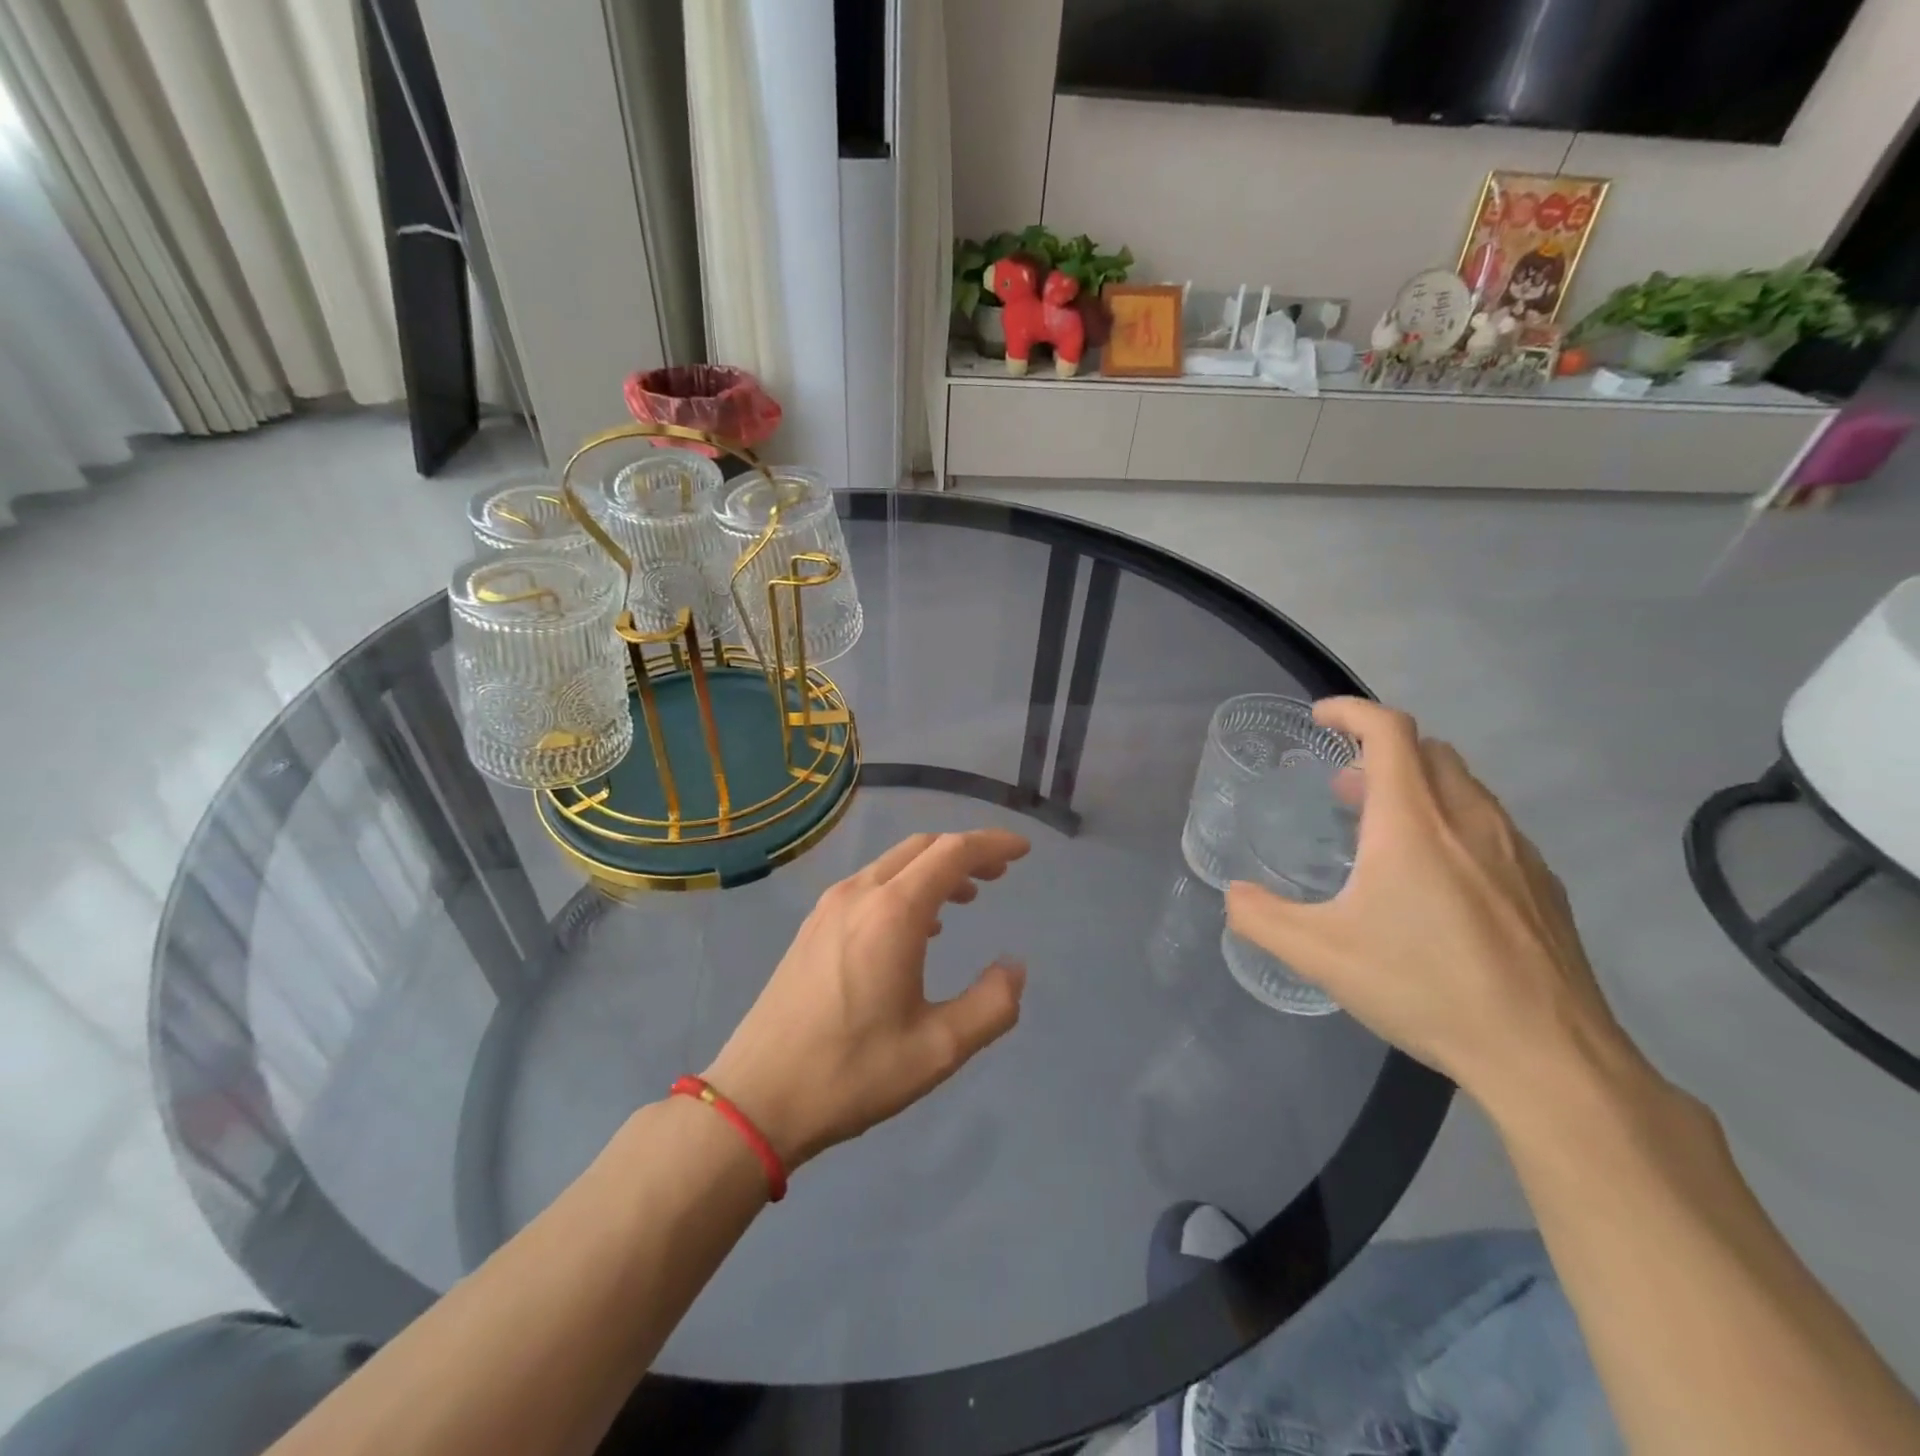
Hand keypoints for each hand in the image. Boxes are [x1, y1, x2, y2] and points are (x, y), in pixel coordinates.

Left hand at [702, 830, 1030, 1169]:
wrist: (757, 1097)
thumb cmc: (853, 1072)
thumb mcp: (938, 1049)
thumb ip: (991, 1005)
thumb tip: (1014, 967)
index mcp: (893, 912)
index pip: (952, 852)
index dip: (992, 844)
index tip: (1023, 851)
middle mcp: (859, 894)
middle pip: (922, 848)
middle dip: (964, 851)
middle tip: (998, 873)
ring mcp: (830, 907)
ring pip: (893, 864)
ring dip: (933, 869)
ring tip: (964, 896)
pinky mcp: (813, 926)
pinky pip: (870, 885)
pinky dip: (904, 886)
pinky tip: (916, 926)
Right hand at [1225, 699, 1630, 1112]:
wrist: (1547, 1056)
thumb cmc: (1426, 988)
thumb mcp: (1320, 956)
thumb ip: (1262, 918)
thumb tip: (1233, 896)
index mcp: (1413, 822)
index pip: (1388, 731)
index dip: (1351, 710)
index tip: (1321, 719)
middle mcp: (1469, 820)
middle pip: (1429, 750)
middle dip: (1381, 752)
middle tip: (1345, 790)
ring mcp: (1516, 851)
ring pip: (1465, 787)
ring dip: (1419, 787)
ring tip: (1386, 833)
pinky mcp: (1544, 886)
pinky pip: (1493, 826)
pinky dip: (1454, 824)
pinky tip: (1441, 881)